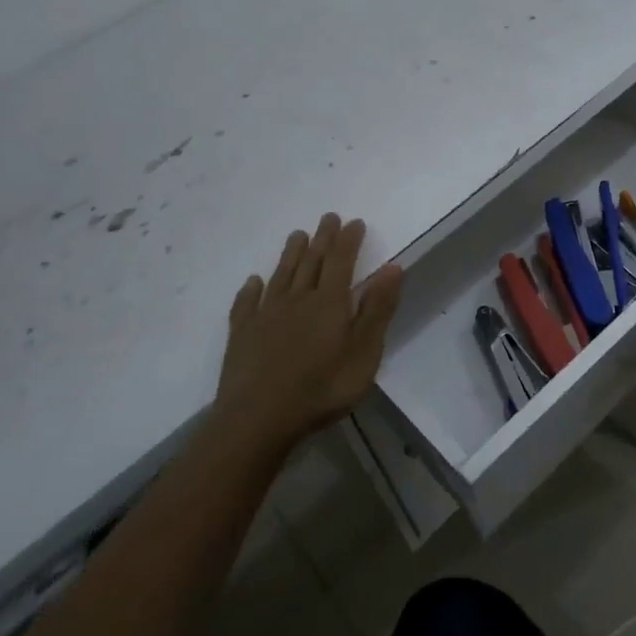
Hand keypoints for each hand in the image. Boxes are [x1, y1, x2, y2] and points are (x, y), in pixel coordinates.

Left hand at [214, 214, 403, 451]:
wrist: (259, 417)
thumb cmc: (322, 388)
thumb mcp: (364, 352)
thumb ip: (378, 309)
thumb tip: (393, 267)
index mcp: (329, 302)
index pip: (341, 261)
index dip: (348, 240)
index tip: (354, 222)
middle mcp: (297, 299)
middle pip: (311, 262)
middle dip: (322, 239)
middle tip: (328, 218)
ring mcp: (265, 315)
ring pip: (281, 276)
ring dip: (290, 254)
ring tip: (297, 235)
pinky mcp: (242, 334)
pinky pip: (246, 303)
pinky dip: (251, 289)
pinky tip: (253, 282)